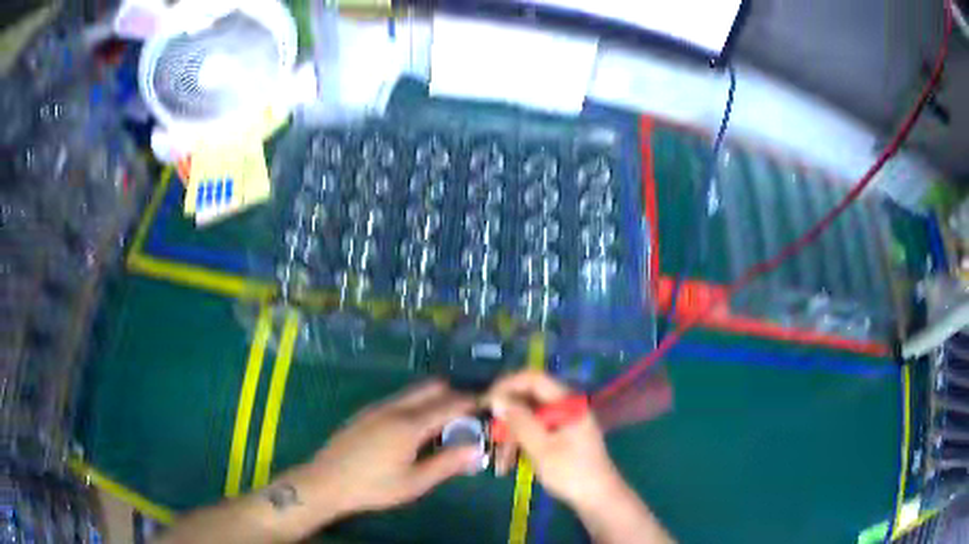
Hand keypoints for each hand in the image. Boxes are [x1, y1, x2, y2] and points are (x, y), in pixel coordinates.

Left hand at [293, 380, 480, 517]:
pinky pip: (399, 399)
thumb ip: (447, 464)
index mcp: (409, 424)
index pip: (449, 404)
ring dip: (434, 400)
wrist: (326, 481)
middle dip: (453, 396)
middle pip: (431, 387)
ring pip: (414, 392)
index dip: (471, 402)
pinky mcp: (366, 413)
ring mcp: (377, 407)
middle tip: (466, 418)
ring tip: (442, 428)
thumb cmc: (373, 486)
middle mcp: (394, 407)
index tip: (487, 405)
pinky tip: (413, 432)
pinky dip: (416, 405)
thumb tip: (476, 448)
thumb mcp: (414, 482)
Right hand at [486, 371, 625, 509]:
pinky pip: (535, 432)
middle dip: (506, 419)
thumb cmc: (571, 472)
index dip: (507, 386)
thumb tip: (496, 399)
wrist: (598, 498)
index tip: (486, 402)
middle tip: (489, 437)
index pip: (533, 379)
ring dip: (511, 437)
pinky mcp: (561, 437)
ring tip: (500, 463)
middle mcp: (566, 406)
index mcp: (567, 402)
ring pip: (529, 419)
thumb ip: (519, 421)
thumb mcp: (541, 448)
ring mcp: (564, 422)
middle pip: (528, 400)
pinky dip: (521, 445)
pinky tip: (509, 464)